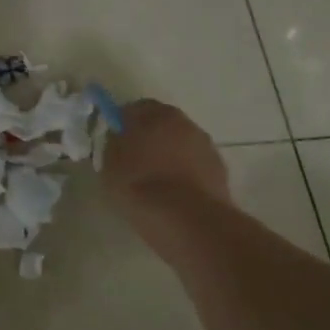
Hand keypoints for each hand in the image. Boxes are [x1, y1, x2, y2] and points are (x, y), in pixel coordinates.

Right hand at [102, 99, 232, 209]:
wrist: (187, 220)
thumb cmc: (141, 187)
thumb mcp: (110, 167)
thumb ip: (114, 145)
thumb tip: (120, 138)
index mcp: (153, 114)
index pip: (134, 109)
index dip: (124, 124)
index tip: (117, 142)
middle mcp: (182, 121)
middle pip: (162, 123)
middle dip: (150, 137)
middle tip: (136, 161)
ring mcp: (205, 144)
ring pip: (181, 143)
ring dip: (171, 154)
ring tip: (159, 182)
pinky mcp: (220, 169)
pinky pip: (196, 164)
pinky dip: (187, 172)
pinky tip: (177, 194)